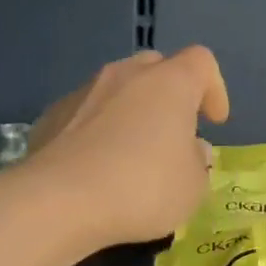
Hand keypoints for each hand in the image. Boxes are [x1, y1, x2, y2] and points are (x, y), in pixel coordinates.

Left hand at [23, 47, 229, 245]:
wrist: (59, 202)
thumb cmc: (143, 188)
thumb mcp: (193, 186)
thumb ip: (197, 162)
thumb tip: (189, 149)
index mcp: (170, 84)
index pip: (202, 62)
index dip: (214, 89)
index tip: (214, 122)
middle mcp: (126, 76)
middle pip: (157, 67)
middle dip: (170, 94)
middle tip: (174, 132)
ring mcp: (83, 92)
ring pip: (117, 90)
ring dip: (132, 113)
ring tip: (134, 154)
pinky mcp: (51, 116)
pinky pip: (86, 115)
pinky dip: (98, 132)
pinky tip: (98, 168)